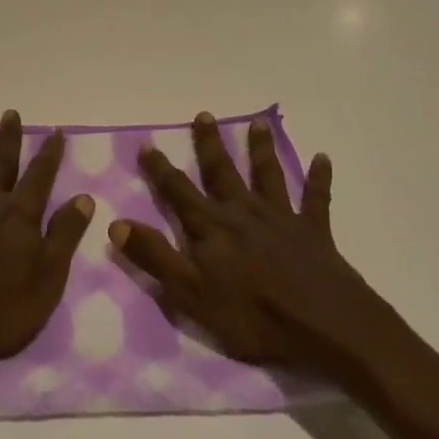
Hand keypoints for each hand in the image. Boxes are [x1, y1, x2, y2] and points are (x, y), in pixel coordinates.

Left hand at [0, 110, 93, 392]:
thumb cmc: (1, 310)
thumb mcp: (48, 277)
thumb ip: (64, 234)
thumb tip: (83, 197)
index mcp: (19, 214)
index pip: (40, 176)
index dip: (49, 153)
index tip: (56, 131)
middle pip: (1, 164)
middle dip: (8, 139)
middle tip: (10, 113)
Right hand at [107, 113, 401, 385]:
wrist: (321, 324)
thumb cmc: (251, 315)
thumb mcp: (190, 293)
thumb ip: (154, 257)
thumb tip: (116, 223)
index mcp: (212, 227)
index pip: (179, 191)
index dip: (161, 169)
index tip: (147, 144)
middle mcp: (244, 212)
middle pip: (223, 172)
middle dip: (210, 144)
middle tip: (204, 115)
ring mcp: (281, 217)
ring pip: (268, 175)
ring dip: (261, 149)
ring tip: (258, 123)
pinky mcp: (314, 230)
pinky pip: (316, 198)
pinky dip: (319, 177)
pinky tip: (322, 158)